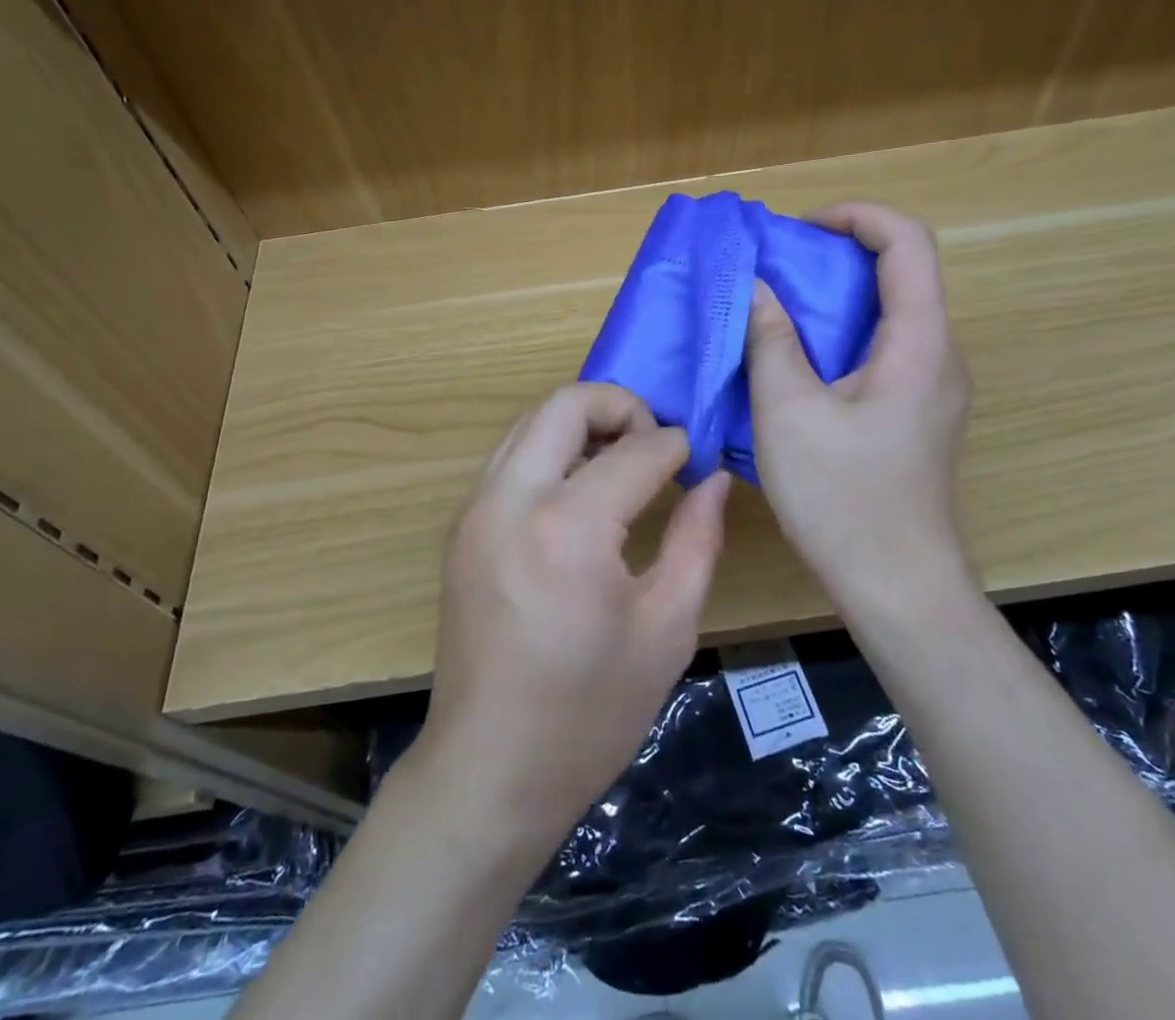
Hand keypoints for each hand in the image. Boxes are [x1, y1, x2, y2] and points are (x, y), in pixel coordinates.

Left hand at [416, 383, 729, 841]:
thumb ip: (696, 540)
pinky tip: (581, 491)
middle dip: (620, 405)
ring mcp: (475, 509)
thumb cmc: (589, 714)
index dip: (676, 446)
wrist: (489, 771)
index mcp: (568, 528)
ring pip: (530, 421)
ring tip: (622, 462)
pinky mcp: (461, 526)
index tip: (695, 462)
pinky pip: (510, 456)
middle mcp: (511, 499)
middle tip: (654, 444)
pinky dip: (550, 450)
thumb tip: (712, 479)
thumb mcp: (666, 630)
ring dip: (581, 423)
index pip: (635, 450)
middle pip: (565, 402)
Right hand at [745, 202, 972, 610]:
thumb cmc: (842, 498)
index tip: (799, 230)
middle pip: (901, 273)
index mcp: (919, 343)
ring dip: (834, 298)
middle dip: (836, 256)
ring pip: (890, 313)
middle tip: (775, 270)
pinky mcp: (916, 412)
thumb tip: (755, 287)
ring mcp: (932, 387)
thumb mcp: (788, 413)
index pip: (908, 242)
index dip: (857, 216)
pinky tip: (796, 363)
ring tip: (776, 310)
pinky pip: (883, 349)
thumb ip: (771, 340)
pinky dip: (839, 335)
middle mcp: (939, 355)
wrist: (898, 587)